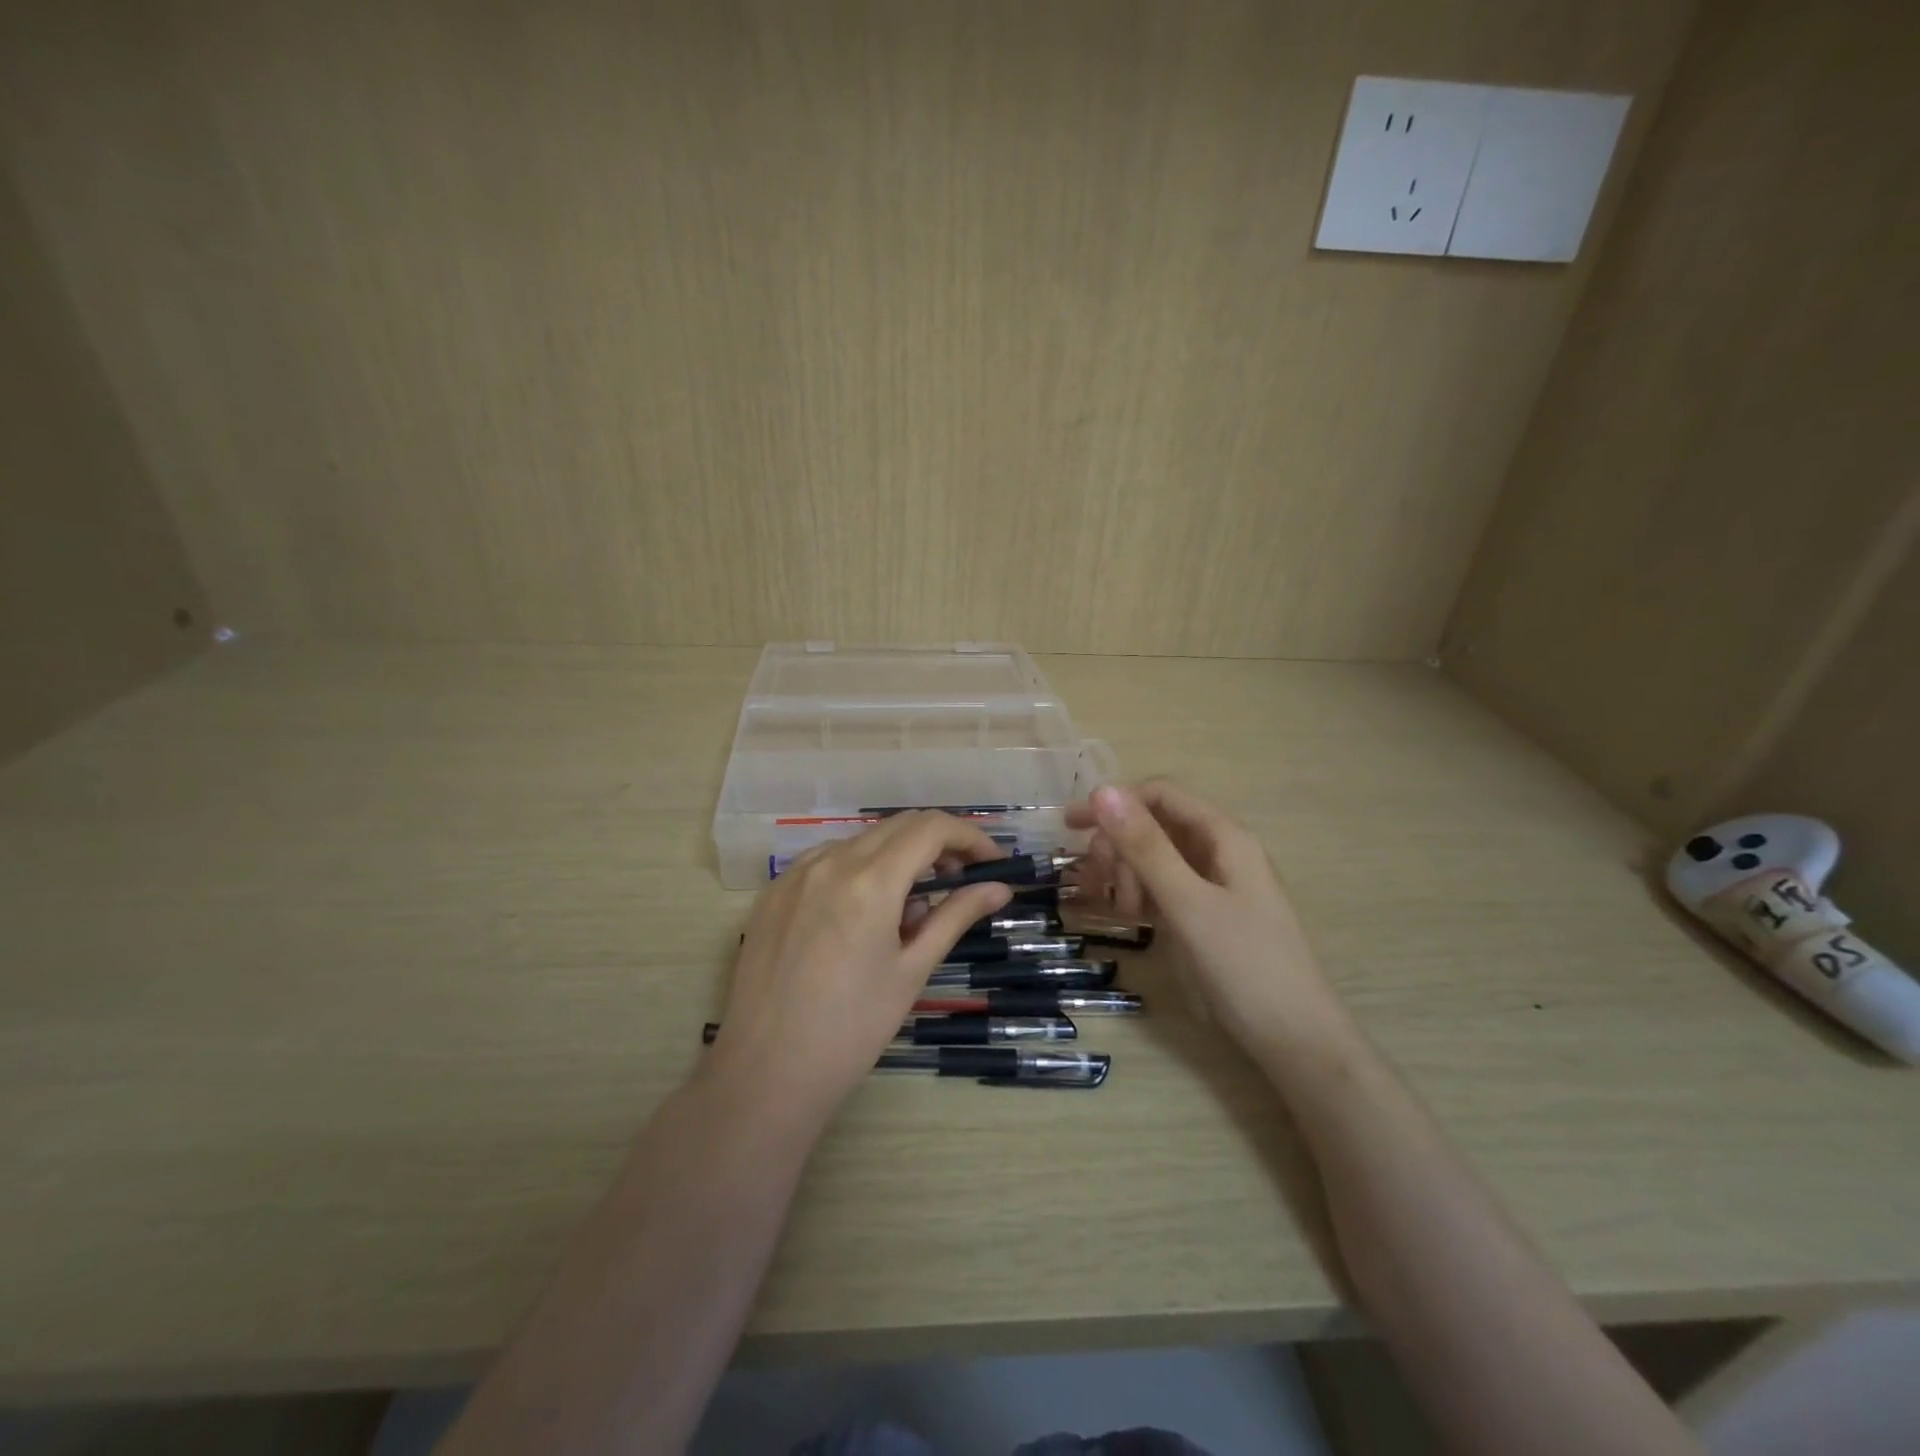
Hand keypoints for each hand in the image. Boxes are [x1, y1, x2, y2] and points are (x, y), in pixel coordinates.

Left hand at [705, 813, 1013, 1124]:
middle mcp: (830, 861)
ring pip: (861, 841)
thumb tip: (999, 888)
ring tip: (909, 909)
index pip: (931, 828)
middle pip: (898, 826)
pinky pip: (827, 860)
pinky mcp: (773, 891)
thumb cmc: (851, 1029)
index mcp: (869, 880)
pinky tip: (863, 914)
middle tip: (961, 880)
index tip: (993, 862)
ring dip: (897, 856)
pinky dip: (859, 870)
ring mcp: (795, 873)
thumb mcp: (912, 971)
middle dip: (937, 843)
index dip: (970, 837)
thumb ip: (955, 916)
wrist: (765, 1072)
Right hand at [1068, 780, 1341, 1055]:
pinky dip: (1139, 895)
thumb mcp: (1188, 903)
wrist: (1295, 1042)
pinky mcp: (1206, 915)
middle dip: (1118, 846)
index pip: (1160, 794)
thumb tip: (1102, 789)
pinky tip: (1126, 917)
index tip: (1071, 828)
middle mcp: (1219, 852)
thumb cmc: (1245, 967)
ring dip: (1125, 873)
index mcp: (1223, 837)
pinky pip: (1162, 888)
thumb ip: (1145, 847)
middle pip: (1154, 825)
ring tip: (1117, 911)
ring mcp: (1213, 885)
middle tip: (1095, 885)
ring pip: (1155, 859)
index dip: (1114, 802)